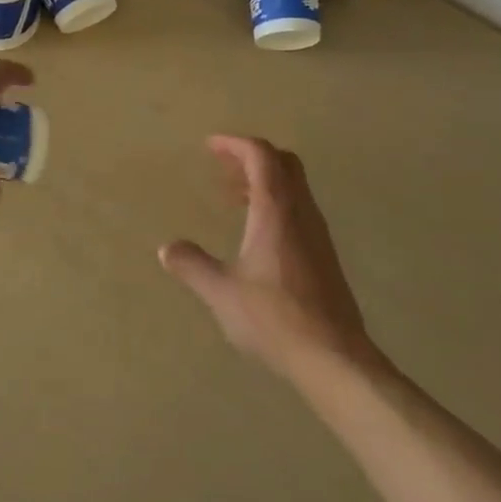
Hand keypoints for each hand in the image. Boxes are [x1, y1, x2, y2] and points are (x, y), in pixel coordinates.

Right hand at [159, 136, 380, 382]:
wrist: (333, 357)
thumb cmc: (273, 317)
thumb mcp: (221, 292)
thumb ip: (193, 266)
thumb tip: (167, 249)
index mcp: (276, 211)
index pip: (261, 156)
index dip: (235, 144)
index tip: (210, 145)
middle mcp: (301, 214)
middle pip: (284, 164)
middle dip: (252, 156)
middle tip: (223, 166)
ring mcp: (317, 235)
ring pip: (295, 188)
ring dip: (264, 182)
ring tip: (233, 197)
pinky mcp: (324, 257)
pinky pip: (299, 211)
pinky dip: (275, 205)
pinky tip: (256, 234)